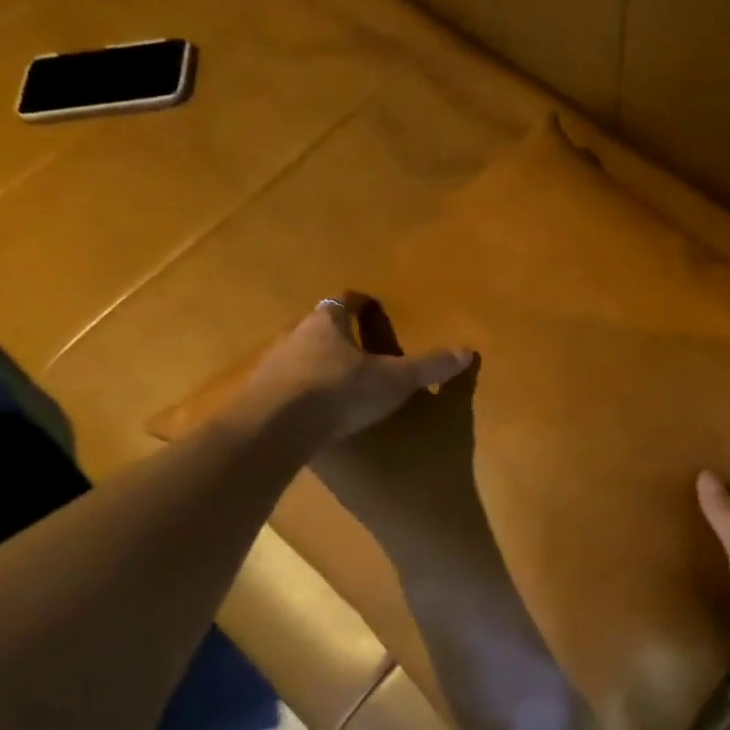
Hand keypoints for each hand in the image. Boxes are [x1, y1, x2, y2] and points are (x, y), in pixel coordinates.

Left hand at [230, 296, 473, 446]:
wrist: (275, 427)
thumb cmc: (338, 390)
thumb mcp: (393, 380)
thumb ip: (427, 367)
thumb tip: (468, 351)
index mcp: (327, 322)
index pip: (344, 302)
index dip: (360, 304)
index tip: (372, 307)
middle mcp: (295, 336)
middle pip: (319, 327)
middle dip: (339, 336)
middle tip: (361, 347)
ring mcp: (273, 365)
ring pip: (301, 356)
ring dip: (319, 364)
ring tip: (341, 380)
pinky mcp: (261, 396)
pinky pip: (287, 386)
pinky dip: (303, 392)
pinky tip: (317, 409)